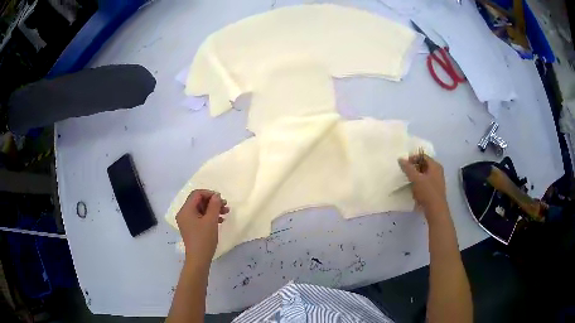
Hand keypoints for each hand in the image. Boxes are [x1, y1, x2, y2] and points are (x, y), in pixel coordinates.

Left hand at [176, 189, 229, 264]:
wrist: (199, 259)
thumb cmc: (204, 239)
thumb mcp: (211, 220)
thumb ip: (214, 205)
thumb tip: (216, 196)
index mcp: (186, 210)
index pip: (197, 194)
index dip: (209, 194)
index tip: (221, 199)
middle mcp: (184, 213)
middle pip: (198, 201)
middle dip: (212, 202)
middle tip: (225, 206)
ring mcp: (186, 221)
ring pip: (200, 209)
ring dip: (212, 209)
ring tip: (225, 212)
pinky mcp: (190, 227)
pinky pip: (199, 217)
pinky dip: (209, 216)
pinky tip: (220, 220)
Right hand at [399, 155, 448, 222]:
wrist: (436, 210)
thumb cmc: (427, 192)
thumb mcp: (416, 179)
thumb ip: (408, 168)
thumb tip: (401, 159)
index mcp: (435, 166)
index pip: (423, 156)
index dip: (413, 158)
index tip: (405, 164)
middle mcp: (438, 171)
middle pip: (424, 165)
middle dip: (414, 168)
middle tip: (406, 173)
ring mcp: (438, 181)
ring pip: (425, 175)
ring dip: (416, 177)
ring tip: (409, 183)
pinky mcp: (436, 189)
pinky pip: (426, 182)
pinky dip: (420, 184)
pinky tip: (415, 191)